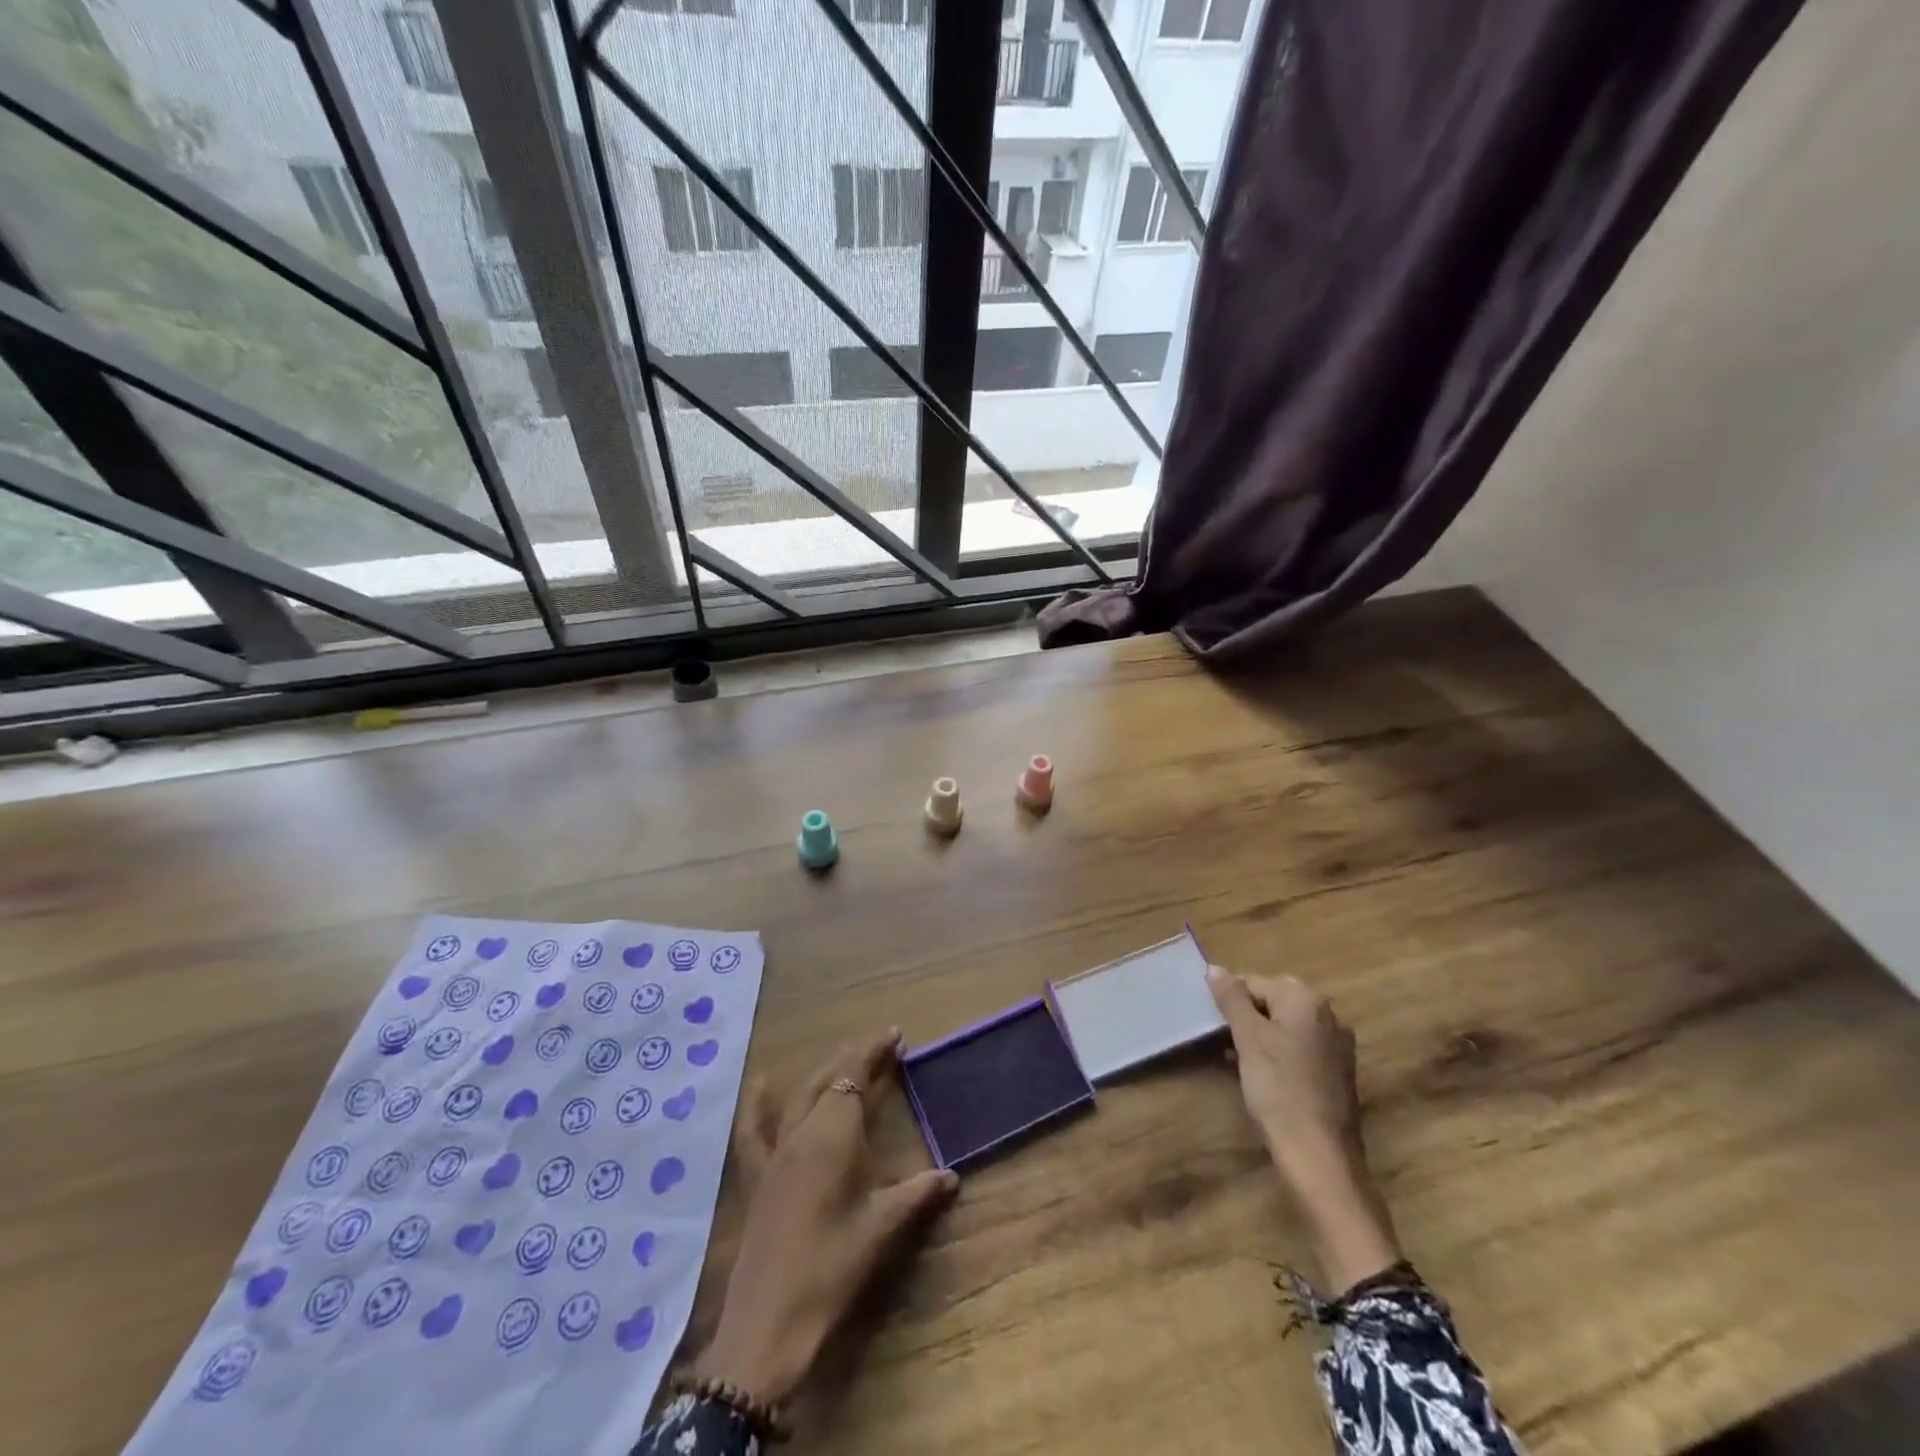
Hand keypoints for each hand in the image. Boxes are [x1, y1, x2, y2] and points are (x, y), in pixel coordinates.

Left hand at [693, 1031, 959, 1408]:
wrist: (768, 1326)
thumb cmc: (832, 1270)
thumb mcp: (882, 1230)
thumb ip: (918, 1194)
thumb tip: (952, 1176)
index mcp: (834, 1136)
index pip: (855, 1076)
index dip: (874, 1052)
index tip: (896, 1036)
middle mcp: (802, 1132)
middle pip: (828, 1079)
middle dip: (854, 1057)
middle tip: (880, 1047)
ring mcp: (774, 1154)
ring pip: (798, 1097)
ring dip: (821, 1073)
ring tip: (841, 1058)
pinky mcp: (757, 1179)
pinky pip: (753, 1131)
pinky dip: (758, 1104)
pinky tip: (761, 1084)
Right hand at [1207, 968, 1401, 1292]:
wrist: (1320, 1156)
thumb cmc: (1279, 1089)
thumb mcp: (1248, 1039)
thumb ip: (1231, 998)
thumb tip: (1215, 968)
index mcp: (1307, 1000)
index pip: (1254, 983)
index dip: (1229, 1003)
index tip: (1212, 1027)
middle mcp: (1328, 1015)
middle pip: (1272, 1001)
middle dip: (1244, 1018)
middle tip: (1222, 1043)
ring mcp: (1336, 1045)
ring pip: (1284, 1027)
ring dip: (1258, 1037)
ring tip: (1235, 1061)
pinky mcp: (1336, 1072)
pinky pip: (1298, 1049)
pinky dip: (1277, 1055)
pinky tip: (1261, 1078)